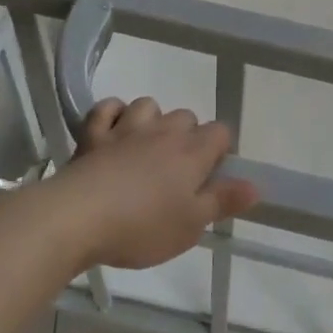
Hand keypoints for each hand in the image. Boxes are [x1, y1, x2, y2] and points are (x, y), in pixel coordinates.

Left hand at [51, 98, 254, 270]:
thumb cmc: (141, 226)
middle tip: (178, 171)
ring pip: (148, 106)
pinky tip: (112, 130)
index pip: (221, 132)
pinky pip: (107, 108)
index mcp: (192, 152)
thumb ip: (223, 201)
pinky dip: (112, 114)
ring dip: (151, 120)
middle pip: (186, 116)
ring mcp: (126, 129)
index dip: (220, 150)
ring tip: (145, 148)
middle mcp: (164, 132)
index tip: (211, 175)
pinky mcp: (93, 135)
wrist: (76, 218)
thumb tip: (256, 185)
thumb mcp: (191, 225)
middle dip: (187, 136)